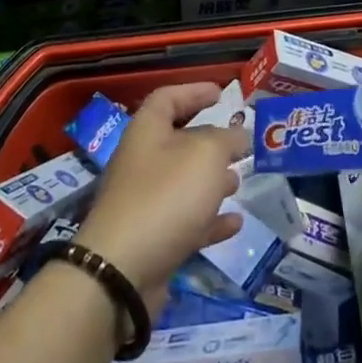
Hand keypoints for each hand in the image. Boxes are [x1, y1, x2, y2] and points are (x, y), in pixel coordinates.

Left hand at [73, 83, 248, 309]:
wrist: (122, 272)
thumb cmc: (166, 196)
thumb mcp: (207, 155)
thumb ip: (227, 139)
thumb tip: (238, 135)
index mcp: (147, 132)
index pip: (167, 97)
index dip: (193, 91)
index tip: (220, 93)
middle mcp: (142, 162)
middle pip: (177, 141)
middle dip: (210, 141)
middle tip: (239, 143)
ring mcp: (145, 203)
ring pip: (183, 183)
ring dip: (212, 181)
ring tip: (239, 182)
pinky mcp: (152, 239)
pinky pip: (186, 222)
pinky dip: (211, 220)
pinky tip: (235, 223)